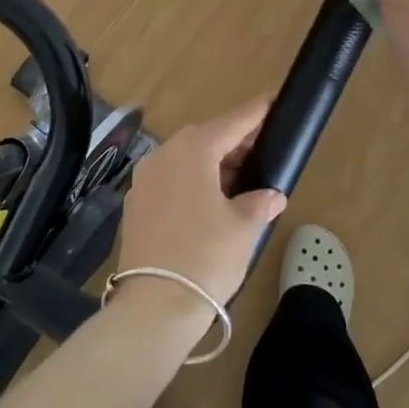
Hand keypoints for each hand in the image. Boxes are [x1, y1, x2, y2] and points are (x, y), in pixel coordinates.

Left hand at [114, 99, 286, 309]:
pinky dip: (190, 180)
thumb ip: (260, 202)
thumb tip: (271, 195)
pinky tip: (208, 201)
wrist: (154, 306)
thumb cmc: (206, 258)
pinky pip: (169, 179)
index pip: (231, 123)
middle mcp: (163, 156)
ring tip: (238, 180)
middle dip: (232, 141)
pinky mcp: (135, 204)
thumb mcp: (244, 228)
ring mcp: (144, 180)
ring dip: (210, 162)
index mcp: (192, 152)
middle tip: (259, 152)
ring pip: (184, 158)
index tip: (273, 100)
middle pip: (204, 137)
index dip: (255, 113)